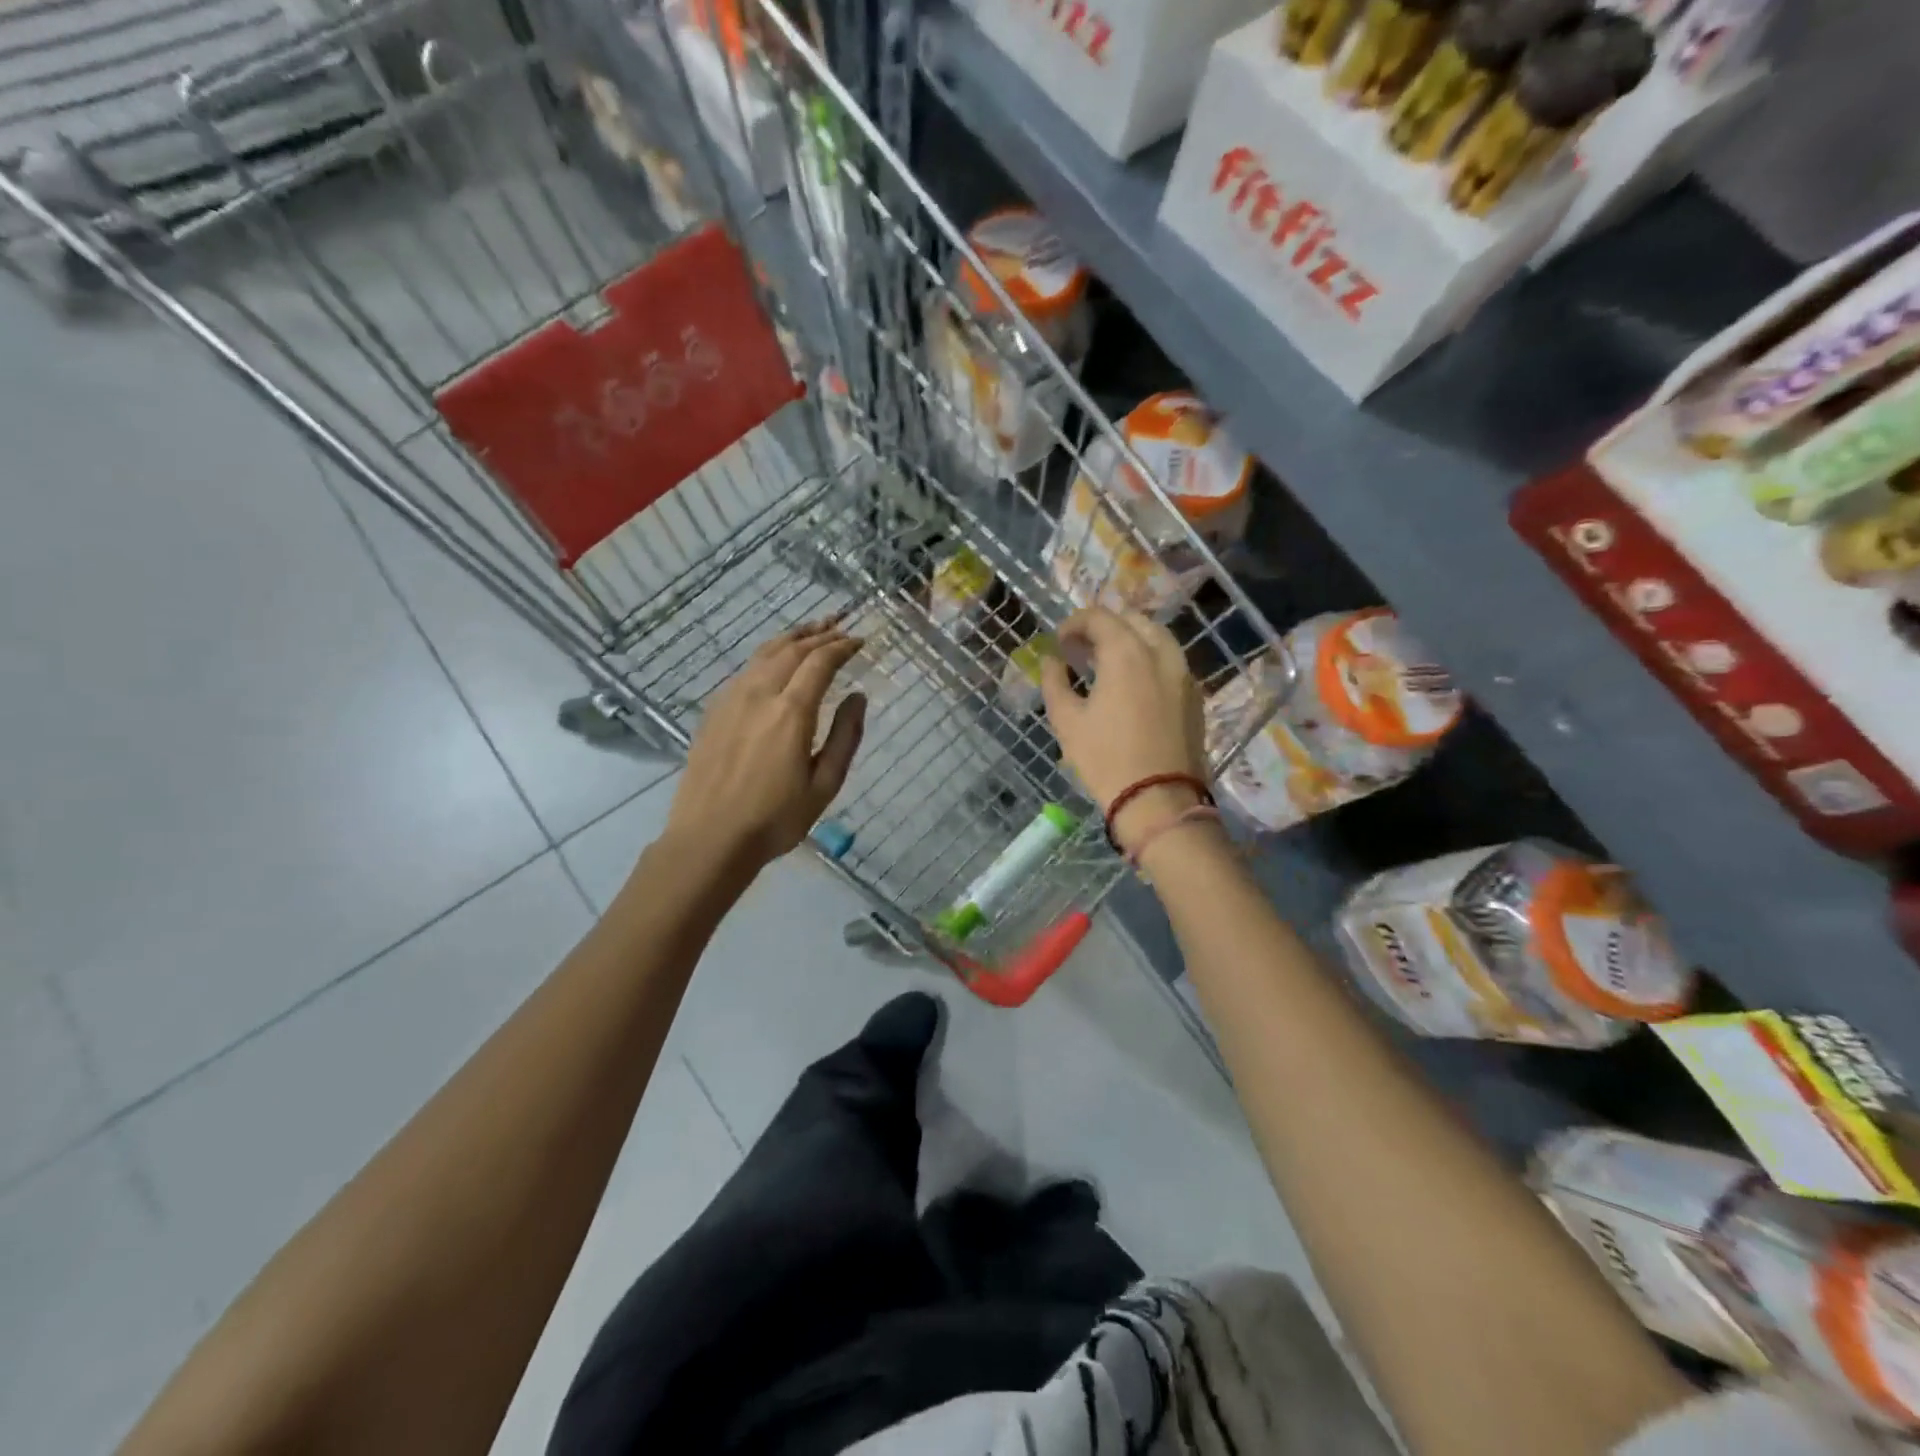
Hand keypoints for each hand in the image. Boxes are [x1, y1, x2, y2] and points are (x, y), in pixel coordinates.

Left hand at [665, 621, 866, 869]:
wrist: (710, 838)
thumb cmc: (775, 819)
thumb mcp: (824, 784)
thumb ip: (845, 736)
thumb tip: (858, 696)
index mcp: (791, 712)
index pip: (820, 662)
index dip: (842, 646)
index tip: (860, 640)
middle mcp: (759, 694)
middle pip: (791, 649)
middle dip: (819, 633)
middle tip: (840, 624)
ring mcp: (731, 699)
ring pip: (764, 653)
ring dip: (792, 637)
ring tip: (811, 630)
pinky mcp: (714, 711)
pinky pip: (745, 669)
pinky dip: (768, 654)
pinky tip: (774, 661)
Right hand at [1039, 608, 1209, 850]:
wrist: (1159, 800)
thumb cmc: (1106, 759)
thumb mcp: (1066, 720)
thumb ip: (1055, 681)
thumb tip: (1052, 660)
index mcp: (1126, 652)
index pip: (1099, 617)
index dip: (1074, 623)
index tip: (1060, 641)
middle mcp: (1160, 653)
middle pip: (1132, 620)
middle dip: (1104, 627)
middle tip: (1082, 649)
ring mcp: (1183, 673)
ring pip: (1156, 638)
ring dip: (1130, 640)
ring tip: (1108, 663)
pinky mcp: (1195, 696)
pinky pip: (1170, 661)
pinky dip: (1149, 659)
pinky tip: (1133, 684)